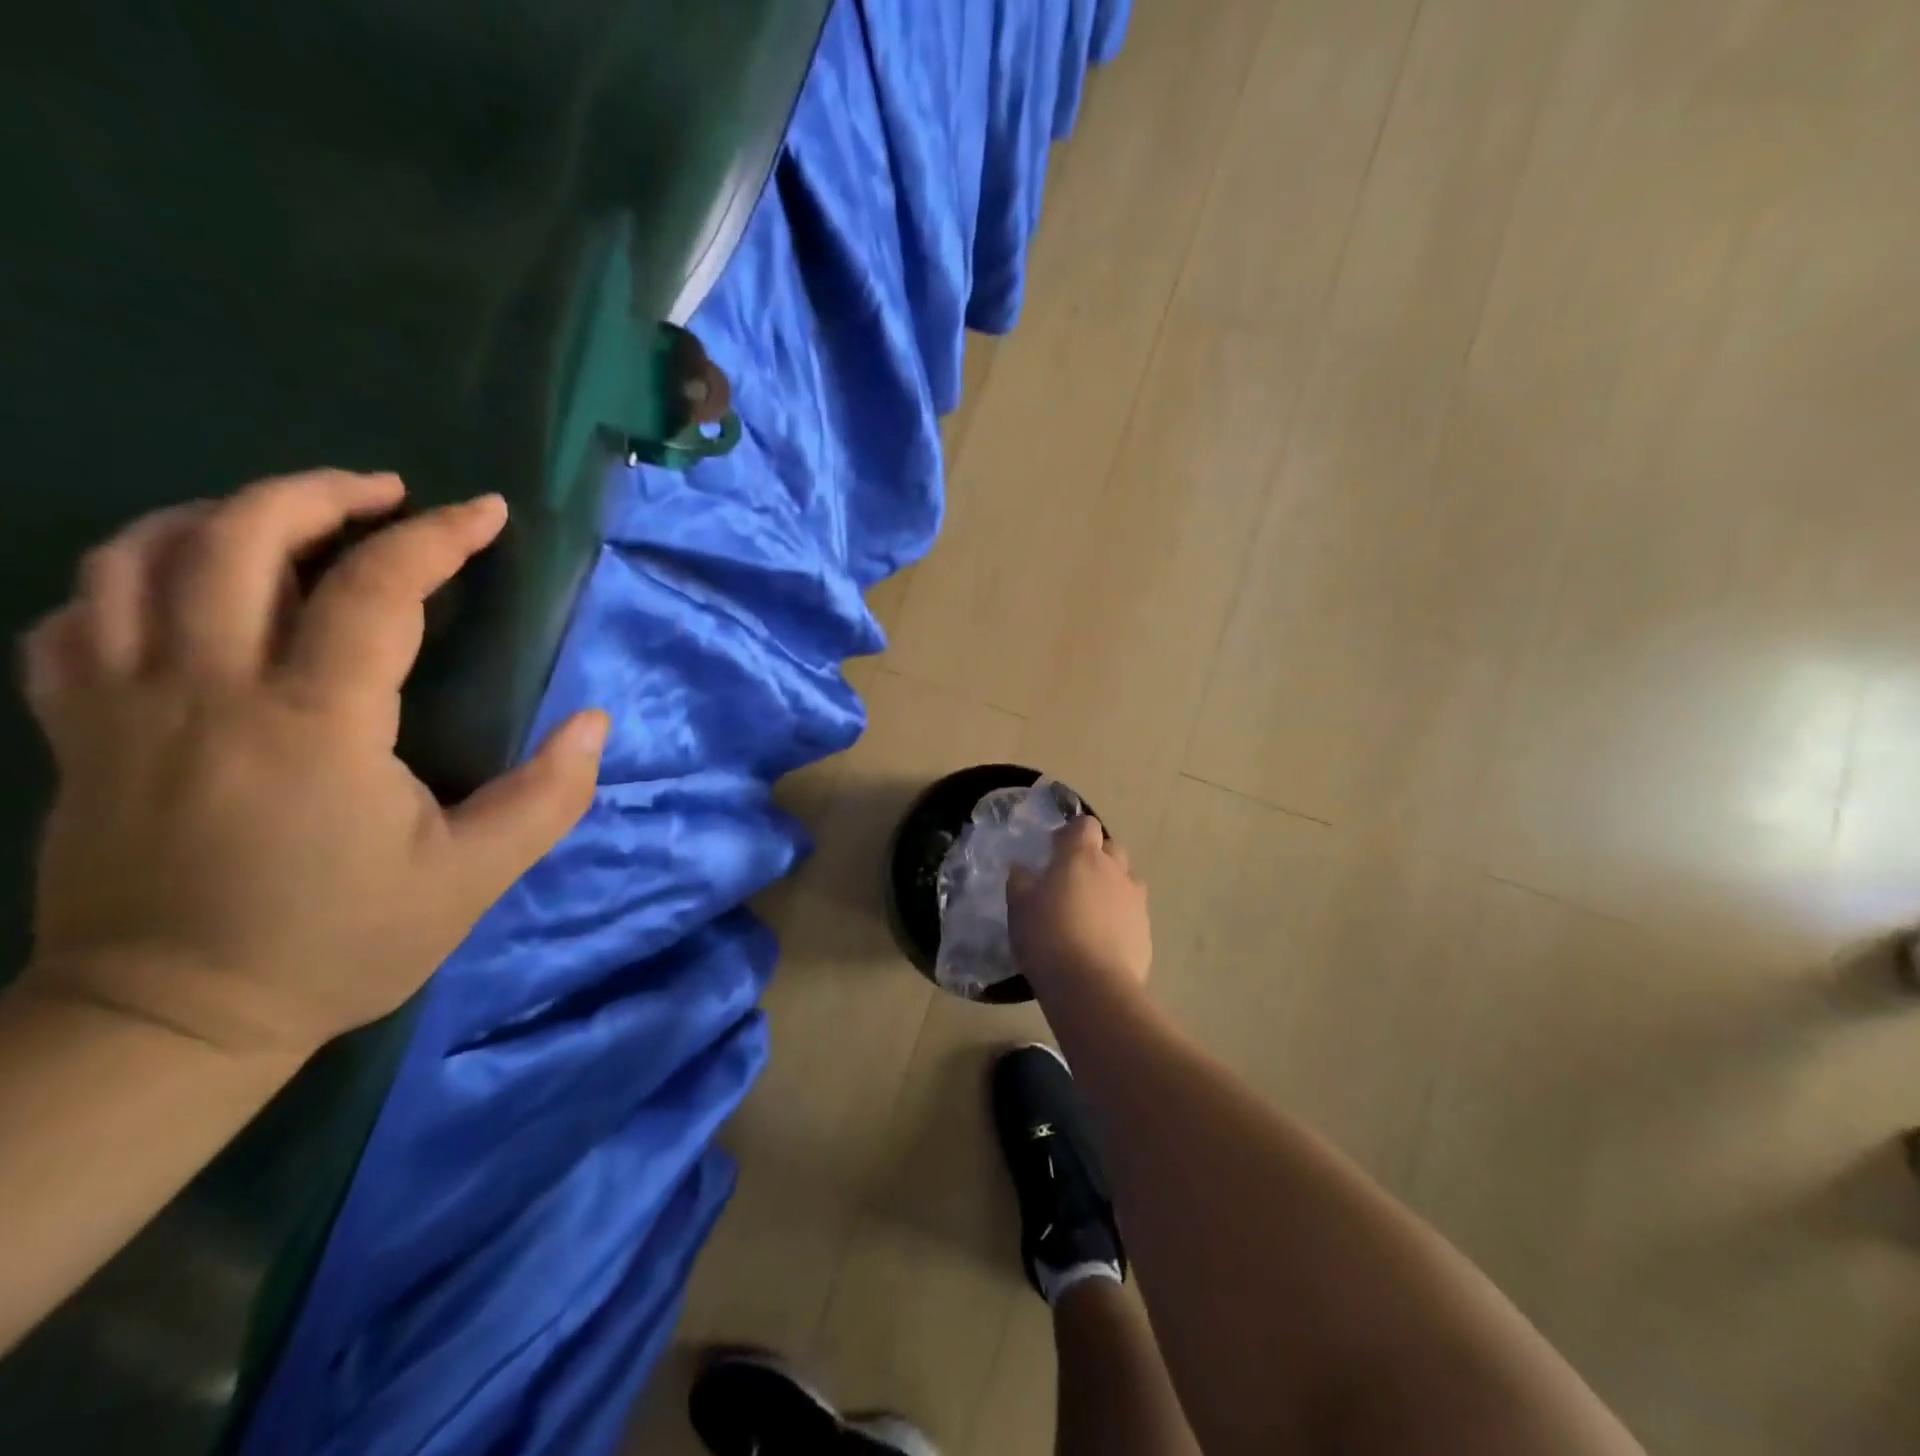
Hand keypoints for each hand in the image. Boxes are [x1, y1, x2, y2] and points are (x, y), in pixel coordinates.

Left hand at [17, 469, 606, 1063]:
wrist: (172, 1021)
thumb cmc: (340, 942)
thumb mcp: (473, 878)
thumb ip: (548, 796)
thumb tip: (595, 723)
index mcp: (312, 725)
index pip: (374, 590)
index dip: (438, 538)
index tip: (487, 513)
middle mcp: (205, 691)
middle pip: (237, 538)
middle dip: (322, 494)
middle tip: (387, 495)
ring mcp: (122, 705)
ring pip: (139, 557)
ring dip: (223, 514)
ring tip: (291, 519)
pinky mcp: (79, 730)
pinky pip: (78, 613)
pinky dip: (133, 571)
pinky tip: (187, 582)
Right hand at [1006, 816, 1151, 996]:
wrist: (1092, 987)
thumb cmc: (1048, 938)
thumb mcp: (1019, 908)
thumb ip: (1021, 882)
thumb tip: (1023, 869)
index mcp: (1081, 856)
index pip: (1085, 824)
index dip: (1071, 834)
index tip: (1055, 851)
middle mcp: (1114, 869)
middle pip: (1111, 847)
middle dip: (1096, 856)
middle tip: (1073, 879)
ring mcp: (1135, 899)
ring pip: (1126, 878)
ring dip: (1111, 885)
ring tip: (1091, 909)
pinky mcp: (1146, 929)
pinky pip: (1133, 911)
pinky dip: (1121, 916)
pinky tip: (1104, 939)